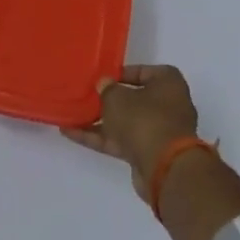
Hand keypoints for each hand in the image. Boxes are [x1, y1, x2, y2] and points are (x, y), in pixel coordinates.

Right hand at [60, 64, 201, 201]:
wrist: (163, 167)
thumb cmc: (143, 119)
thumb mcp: (117, 97)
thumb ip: (107, 88)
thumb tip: (105, 84)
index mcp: (168, 84)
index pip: (145, 72)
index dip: (122, 73)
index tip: (102, 78)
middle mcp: (168, 105)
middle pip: (134, 99)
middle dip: (109, 100)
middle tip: (86, 96)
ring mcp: (158, 131)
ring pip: (125, 122)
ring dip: (100, 120)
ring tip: (71, 115)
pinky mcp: (148, 152)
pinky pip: (120, 140)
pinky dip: (98, 137)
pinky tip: (71, 133)